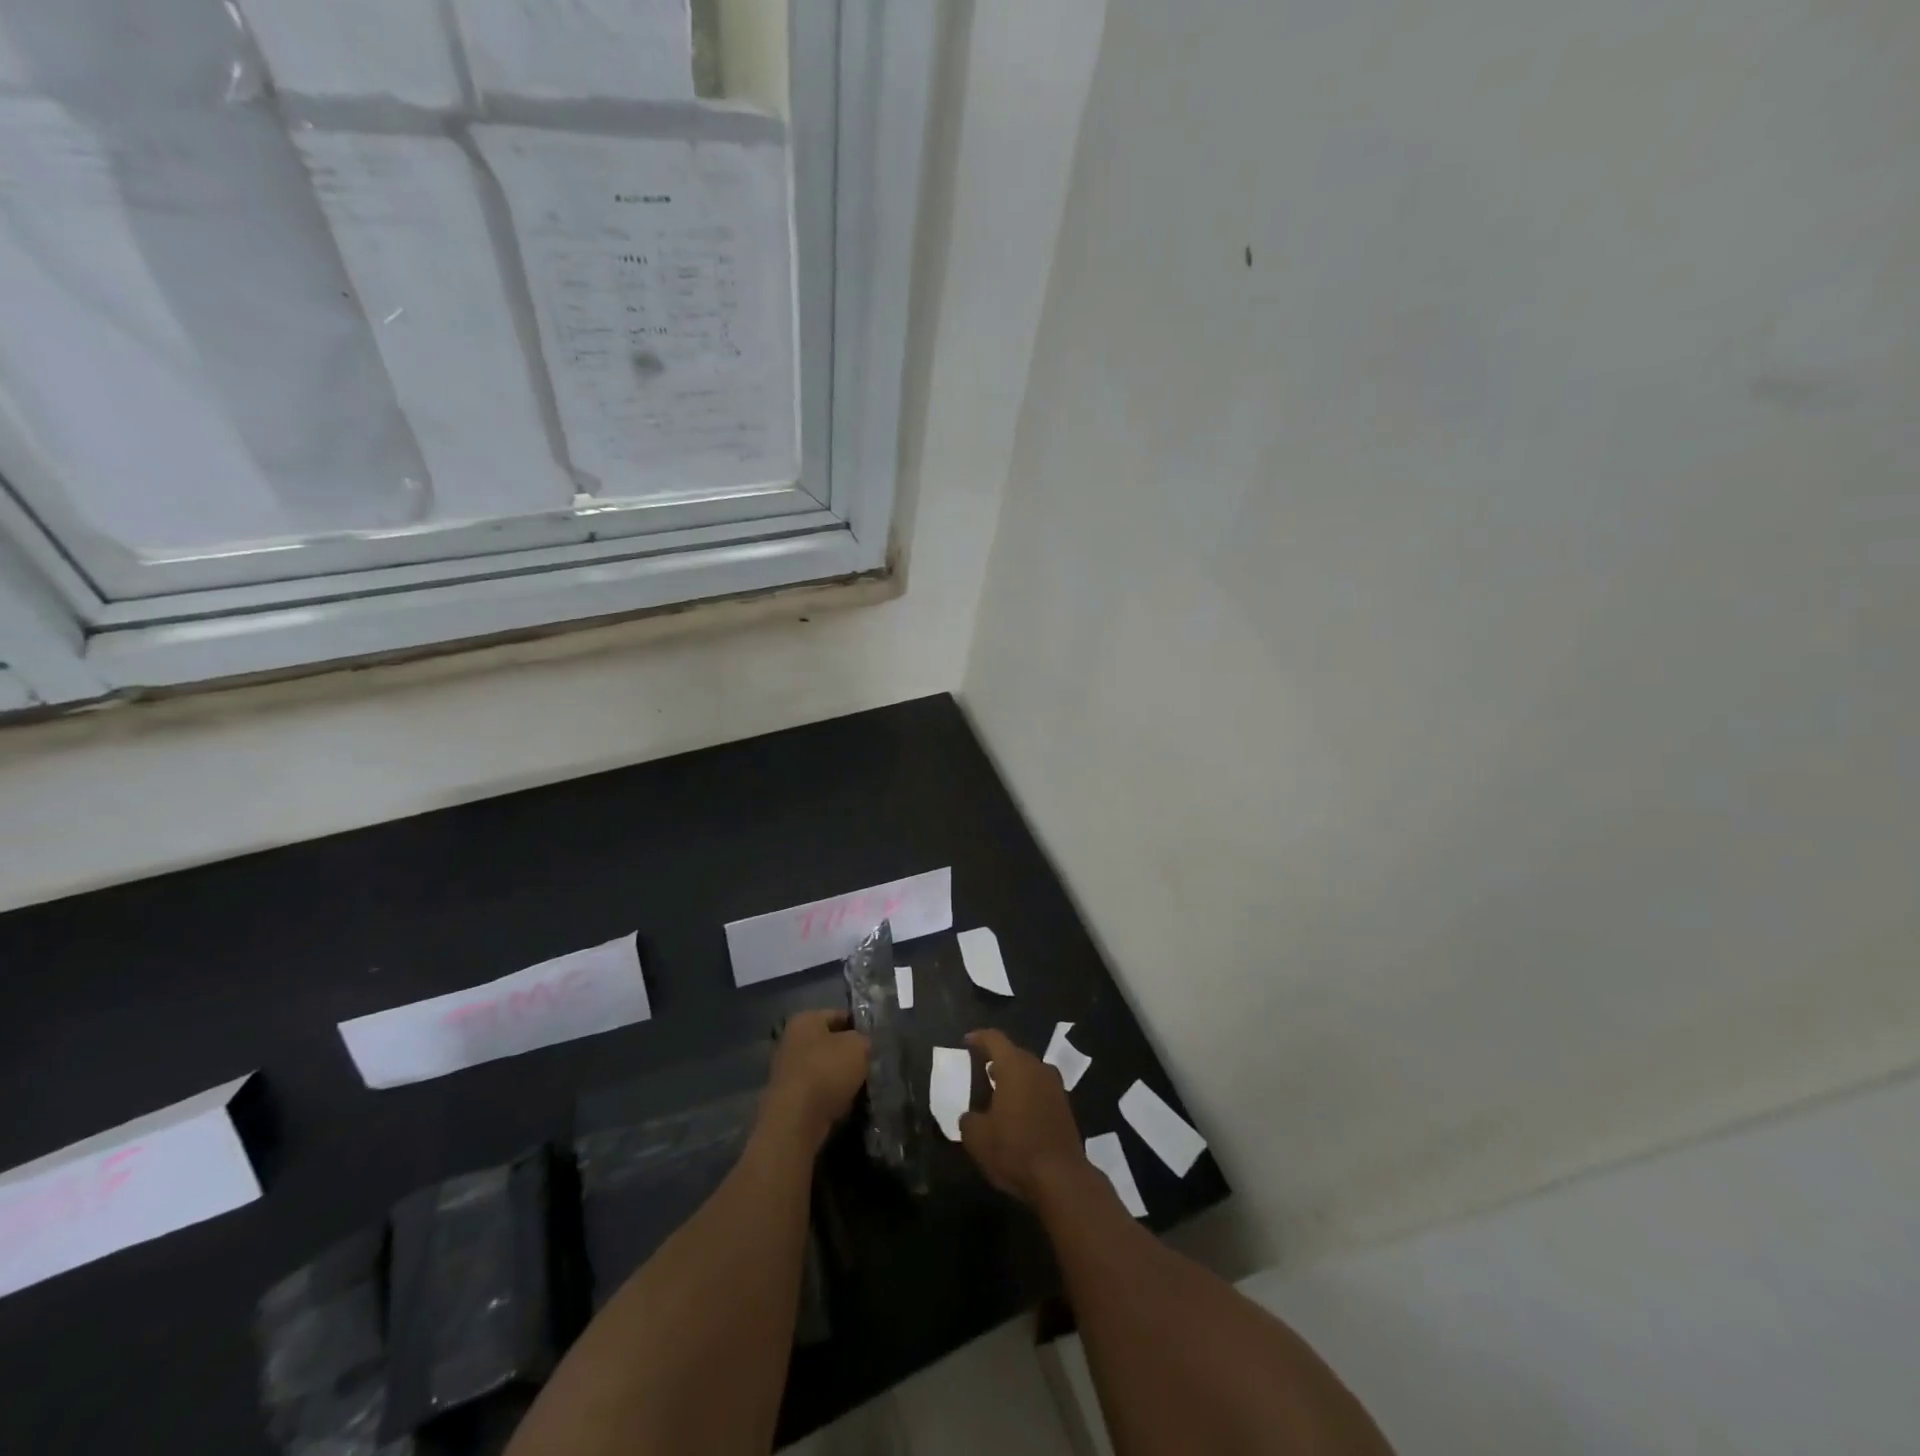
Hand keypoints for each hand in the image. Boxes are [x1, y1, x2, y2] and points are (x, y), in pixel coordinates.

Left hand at [761, 1009, 869, 1151]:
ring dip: (841, 1077)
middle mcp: (792, 1041)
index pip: (839, 1015)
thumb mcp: (858, 1046)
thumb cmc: (827, 1071)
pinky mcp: (789, 1098)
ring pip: (824, 1068)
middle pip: (829, 1043)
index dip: (859, 1025)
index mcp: (805, 1020)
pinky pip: (818, 1091)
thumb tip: (861, 1045)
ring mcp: (787, 1071)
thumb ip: (863, 1040)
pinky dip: (831, 1096)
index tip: (875, 1039)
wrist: (796, 1120)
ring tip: (862, 1086)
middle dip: (849, 1053)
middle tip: (870, 1063)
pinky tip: (846, 1104)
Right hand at [958, 1029, 1085, 1204]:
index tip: (966, 1041)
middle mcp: (1038, 1068)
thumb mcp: (977, 1138)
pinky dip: (1026, 1093)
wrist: (1061, 1178)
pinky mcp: (1065, 1107)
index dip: (978, 1037)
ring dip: (1013, 1077)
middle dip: (996, 1059)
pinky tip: (1016, 1112)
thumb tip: (971, 1117)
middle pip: (1014, 1054)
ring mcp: (1055, 1087)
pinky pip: (1040, 1089)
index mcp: (1015, 1066)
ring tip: (996, 1091)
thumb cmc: (1014, 1149)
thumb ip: (969, 1120)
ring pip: (1029, 1072)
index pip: (994, 1039)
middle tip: (980, 1069)